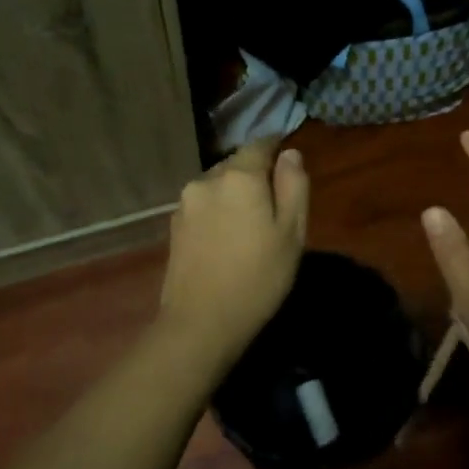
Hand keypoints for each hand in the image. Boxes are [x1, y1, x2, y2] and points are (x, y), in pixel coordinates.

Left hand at [158, 137, 308, 366]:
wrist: (201, 323)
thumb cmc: (259, 276)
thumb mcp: (292, 232)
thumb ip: (294, 185)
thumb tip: (290, 154)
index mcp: (239, 176)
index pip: (260, 144)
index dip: (276, 149)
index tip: (289, 164)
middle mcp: (207, 180)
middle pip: (236, 164)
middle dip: (255, 175)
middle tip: (275, 203)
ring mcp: (185, 203)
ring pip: (218, 185)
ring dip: (234, 194)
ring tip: (250, 223)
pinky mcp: (174, 226)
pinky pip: (204, 205)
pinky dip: (218, 212)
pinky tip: (228, 238)